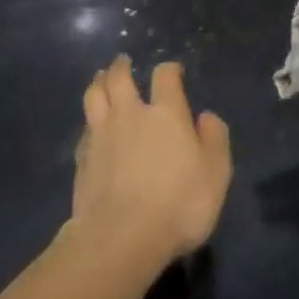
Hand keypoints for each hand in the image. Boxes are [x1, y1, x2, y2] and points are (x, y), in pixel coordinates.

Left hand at [71, 56, 231, 273]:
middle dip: (121, 66)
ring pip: (94, 95)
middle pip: (119, 78)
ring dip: (99, 82)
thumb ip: (214, 139)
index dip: (170, 69)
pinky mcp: (82, 159)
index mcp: (165, 113)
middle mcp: (130, 114)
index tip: (174, 71)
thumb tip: (205, 116)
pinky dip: (89, 120)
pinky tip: (91, 126)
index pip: (165, 76)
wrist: (121, 236)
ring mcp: (101, 135)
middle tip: (123, 61)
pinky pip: (84, 128)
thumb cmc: (179, 203)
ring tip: (101, 78)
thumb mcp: (216, 172)